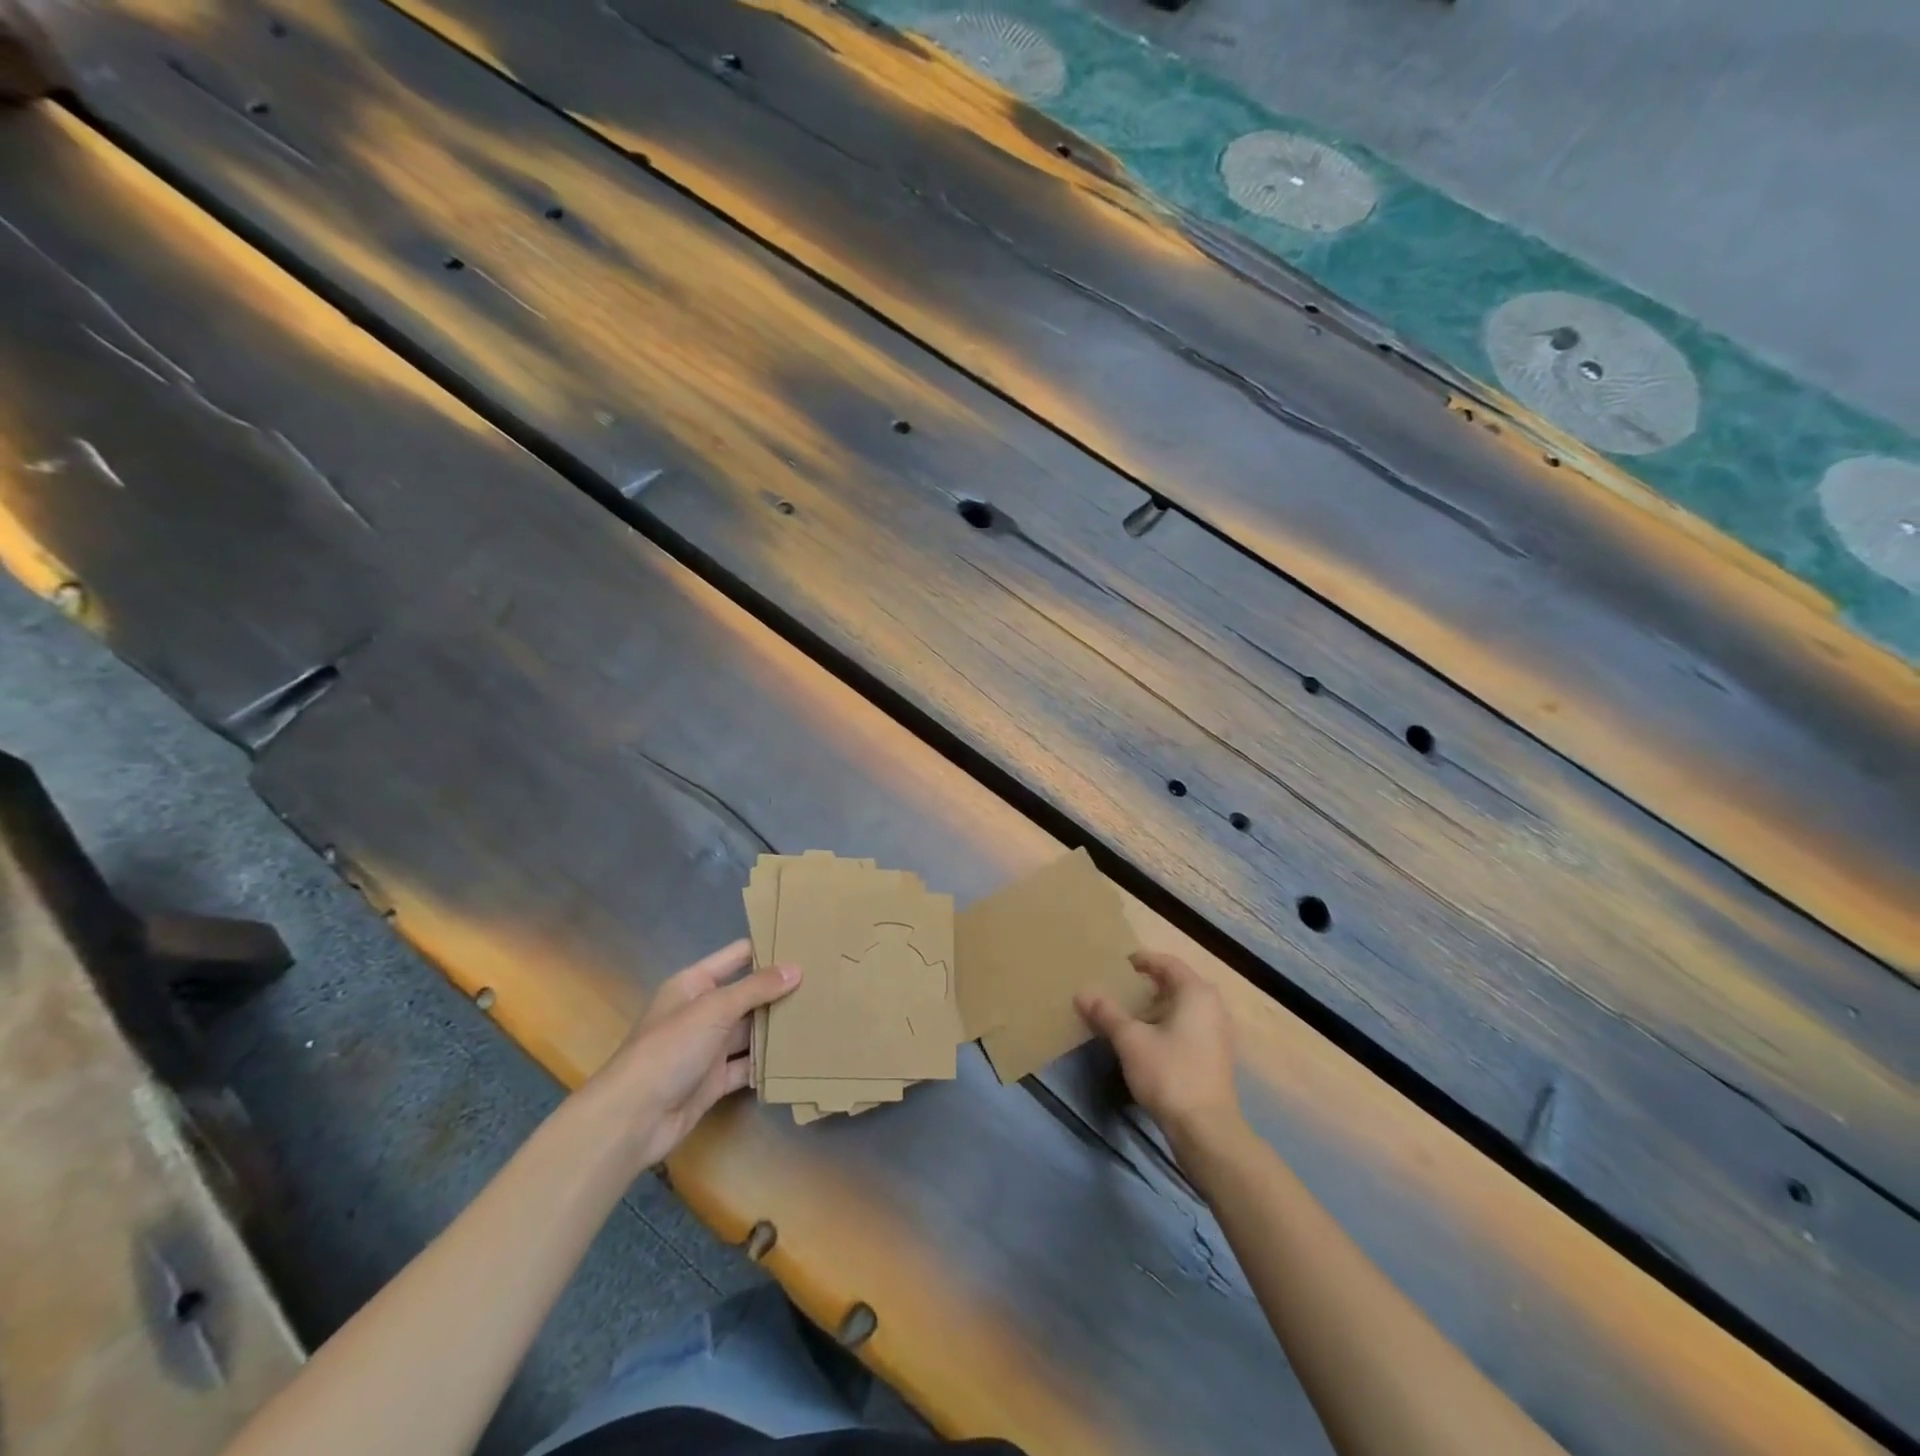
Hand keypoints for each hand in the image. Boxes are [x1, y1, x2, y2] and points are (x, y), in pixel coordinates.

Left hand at [582, 939, 798, 1170]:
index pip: (737, 956)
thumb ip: (757, 988)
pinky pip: (747, 1066)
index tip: (805, 942)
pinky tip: (799, 1056)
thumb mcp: (715, 1009)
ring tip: (821, 1014)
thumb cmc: (670, 1048)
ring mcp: (708, 1048)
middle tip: (824, 981)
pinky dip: (768, 1063)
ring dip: (777, 1027)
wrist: (633, 1118)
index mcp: (694, 984)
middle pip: (748, 994)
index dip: (767, 948)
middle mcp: (702, 1011)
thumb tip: (796, 968)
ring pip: (750, 1031)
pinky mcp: (714, 1080)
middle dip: (780, 990)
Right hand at [1077, 951, 1241, 1149]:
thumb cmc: (1169, 1074)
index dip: (1142, 960)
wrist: (1206, 1130)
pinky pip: (1189, 1026)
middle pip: (1177, 984)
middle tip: (1121, 988)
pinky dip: (1168, 1025)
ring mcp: (1218, 1033)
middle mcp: (1213, 1006)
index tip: (1120, 963)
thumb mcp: (1130, 1040)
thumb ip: (1106, 1013)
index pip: (1167, 963)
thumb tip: (1082, 992)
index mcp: (1196, 993)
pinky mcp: (1216, 1057)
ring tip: (1129, 1014)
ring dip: (1157, 1007)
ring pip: (1183, 1007)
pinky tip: (1148, 1040)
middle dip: (1149, 984)